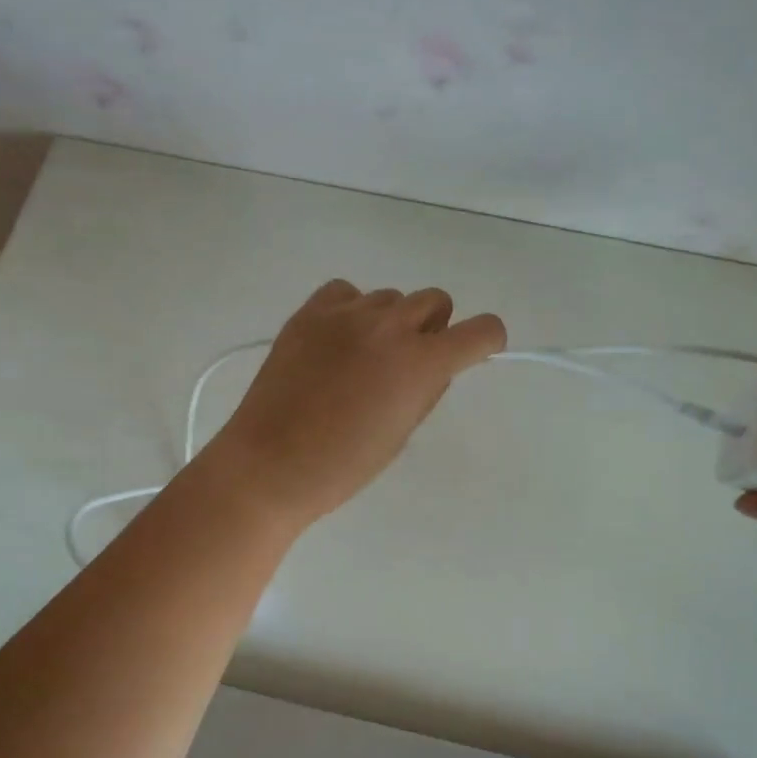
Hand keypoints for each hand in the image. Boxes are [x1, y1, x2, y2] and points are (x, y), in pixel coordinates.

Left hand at [200, 280, 506, 528]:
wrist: (269, 465)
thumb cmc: (343, 465)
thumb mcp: (402, 432)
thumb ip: (427, 388)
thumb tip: (437, 364)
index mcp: (421, 363)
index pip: (482, 330)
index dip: (487, 341)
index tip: (476, 353)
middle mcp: (390, 326)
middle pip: (435, 301)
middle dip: (434, 329)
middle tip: (410, 363)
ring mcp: (346, 313)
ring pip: (391, 297)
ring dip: (392, 322)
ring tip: (364, 358)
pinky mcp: (309, 312)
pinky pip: (347, 292)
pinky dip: (353, 310)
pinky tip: (338, 342)